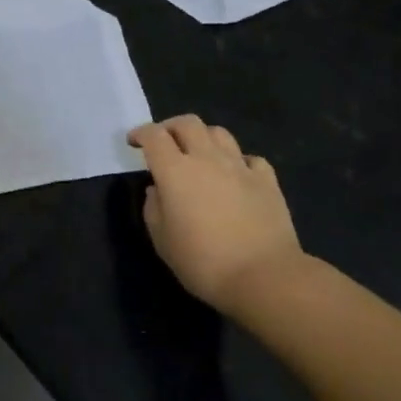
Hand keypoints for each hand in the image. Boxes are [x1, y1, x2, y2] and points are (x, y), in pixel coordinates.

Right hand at [129, 115, 303, 313]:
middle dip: (171, 127)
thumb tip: (157, 190)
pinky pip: (250, 158)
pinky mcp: (267, 181)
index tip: (134, 143)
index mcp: (175, 171)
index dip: (140, 133)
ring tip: (199, 154)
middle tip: (164, 143)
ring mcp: (240, 167)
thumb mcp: (162, 241)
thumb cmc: (204, 262)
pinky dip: (238, 161)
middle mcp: (207, 159)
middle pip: (187, 123)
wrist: (264, 277)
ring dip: (203, 137)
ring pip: (219, 133)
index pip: (154, 136)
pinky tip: (236, 175)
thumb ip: (153, 208)